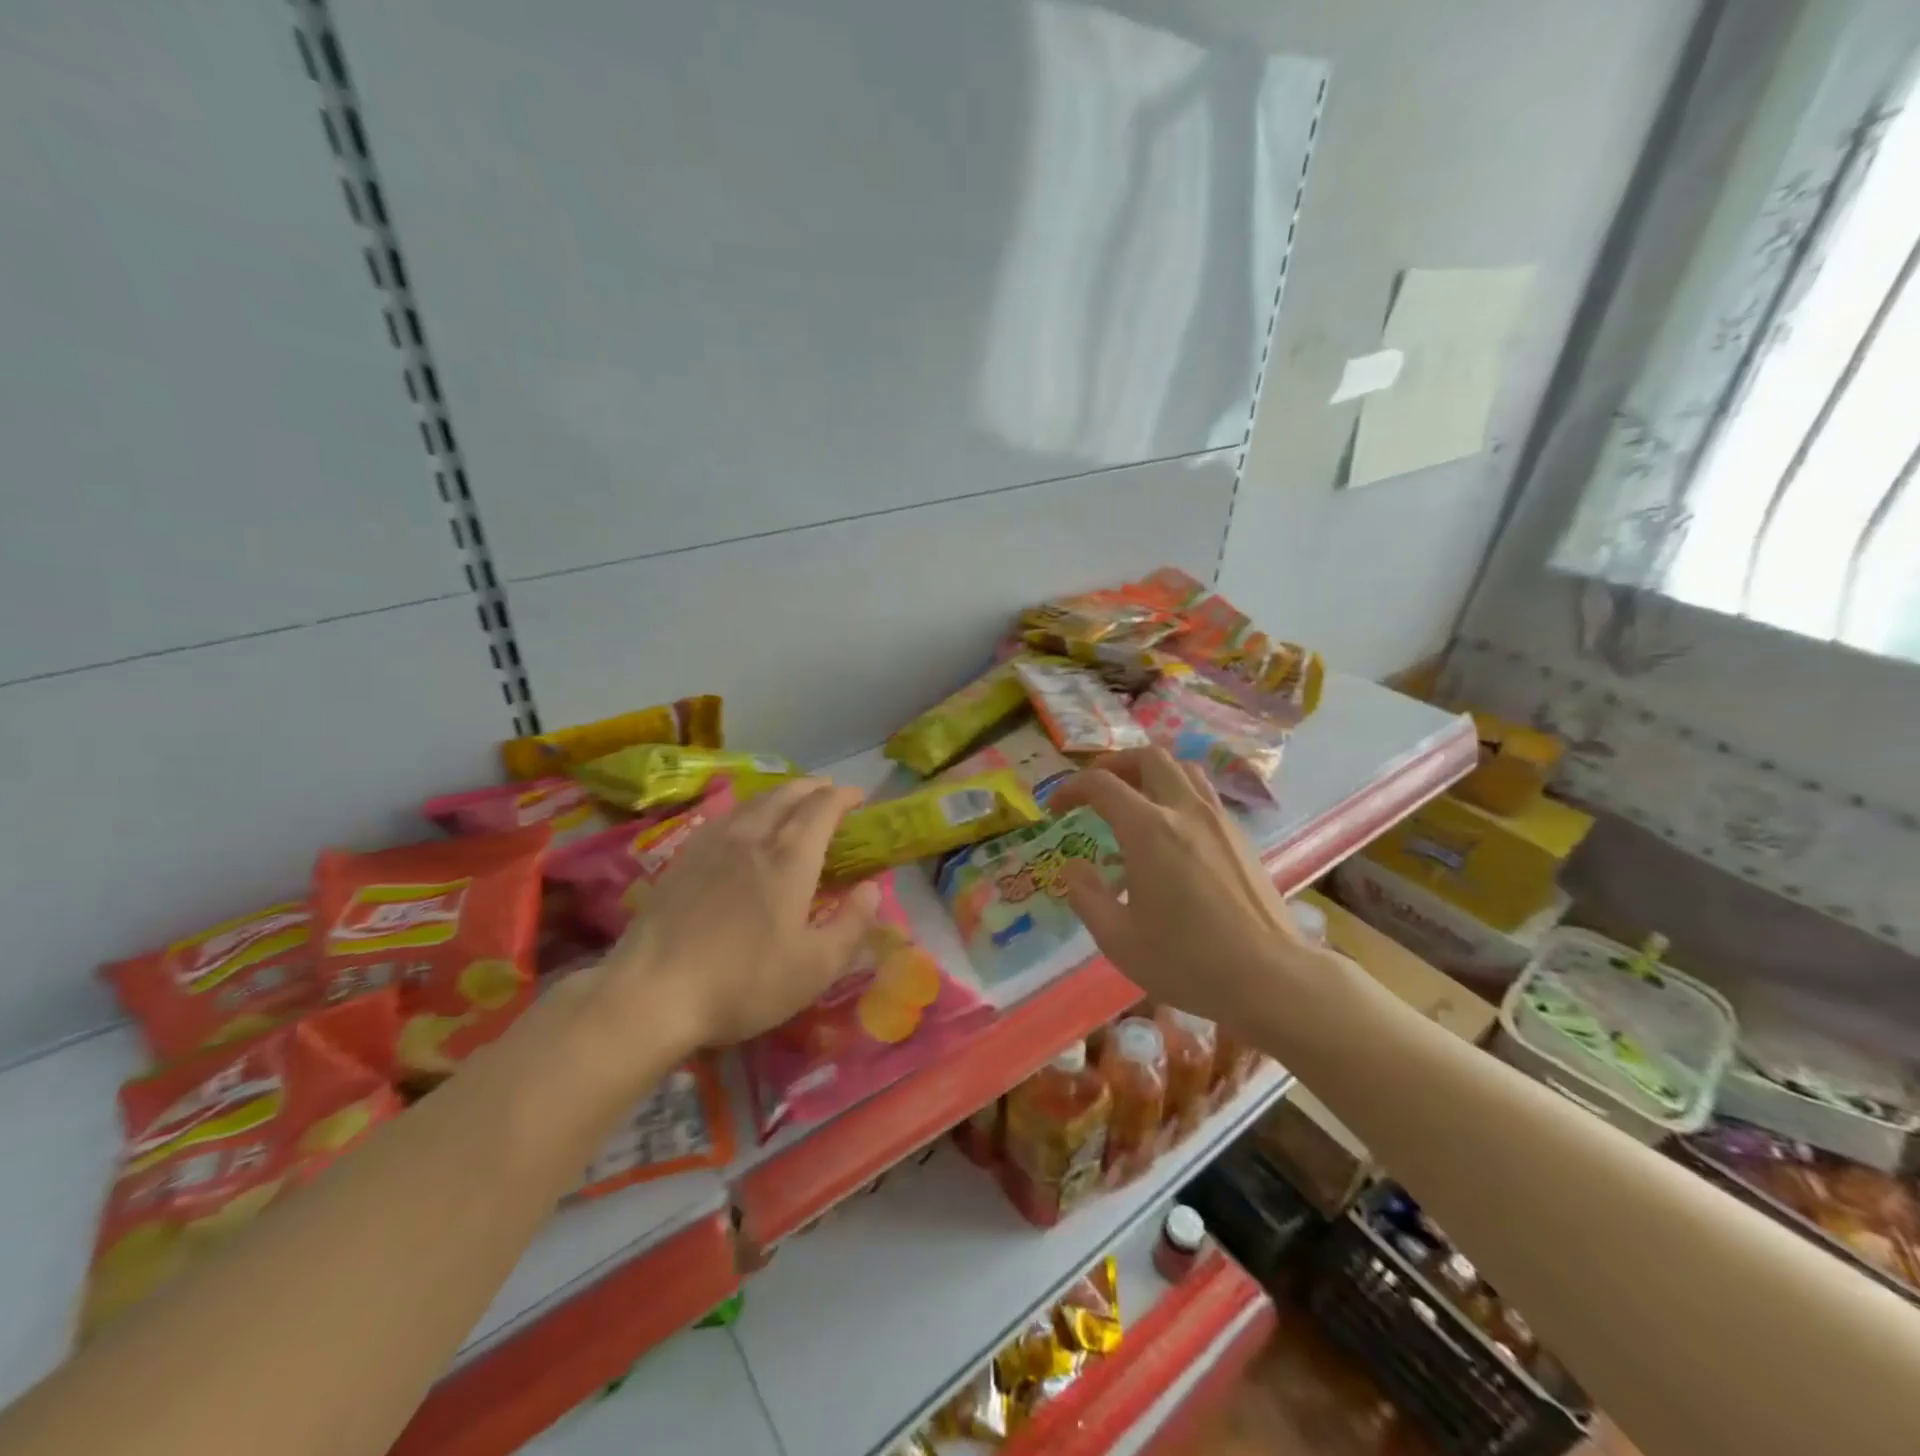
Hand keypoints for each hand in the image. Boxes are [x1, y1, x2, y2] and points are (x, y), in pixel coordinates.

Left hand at [593, 778, 881, 1055]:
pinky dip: (748, 810)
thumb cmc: (744, 982)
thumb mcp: (815, 967)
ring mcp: (713, 844)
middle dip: (813, 787)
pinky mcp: (683, 859)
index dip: (844, 797)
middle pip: (787, 795)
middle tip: (829, 791)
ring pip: (753, 802)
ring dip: (780, 794)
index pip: (822, 808)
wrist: (652, 993)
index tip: (859, 796)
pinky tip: (743, 824)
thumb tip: (872, 887)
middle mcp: (753, 837)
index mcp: (790, 859)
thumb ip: (852, 923)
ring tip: (792, 800)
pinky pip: (725, 817)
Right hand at [1048, 747, 1329, 1030]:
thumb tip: (1073, 867)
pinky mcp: (1240, 837)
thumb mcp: (1118, 939)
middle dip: (1114, 764)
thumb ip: (1086, 896)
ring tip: (1134, 798)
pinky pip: (1204, 793)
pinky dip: (1177, 792)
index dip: (1071, 788)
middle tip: (1096, 790)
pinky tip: (1171, 829)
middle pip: (1148, 757)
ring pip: (1182, 769)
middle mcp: (1185, 810)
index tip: (1057, 807)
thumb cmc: (1187, 960)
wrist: (1271, 977)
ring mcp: (1219, 820)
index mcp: (1149, 829)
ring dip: (1150, 772)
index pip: (1102, 784)